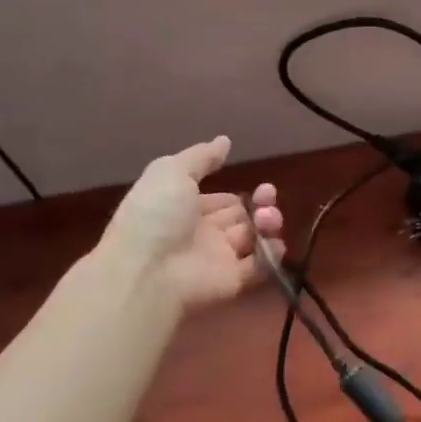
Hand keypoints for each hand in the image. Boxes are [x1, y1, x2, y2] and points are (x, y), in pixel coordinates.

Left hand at [100, 137, 283, 309]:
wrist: (147, 270)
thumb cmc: (156, 215)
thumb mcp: (171, 171)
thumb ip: (201, 157)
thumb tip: (225, 140)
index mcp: (188, 208)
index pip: (223, 201)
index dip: (240, 193)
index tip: (258, 184)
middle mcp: (205, 233)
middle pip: (243, 217)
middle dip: (260, 203)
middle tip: (266, 195)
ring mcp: (219, 258)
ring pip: (255, 238)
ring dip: (268, 223)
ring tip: (267, 217)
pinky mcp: (234, 280)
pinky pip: (260, 267)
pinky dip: (272, 254)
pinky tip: (272, 240)